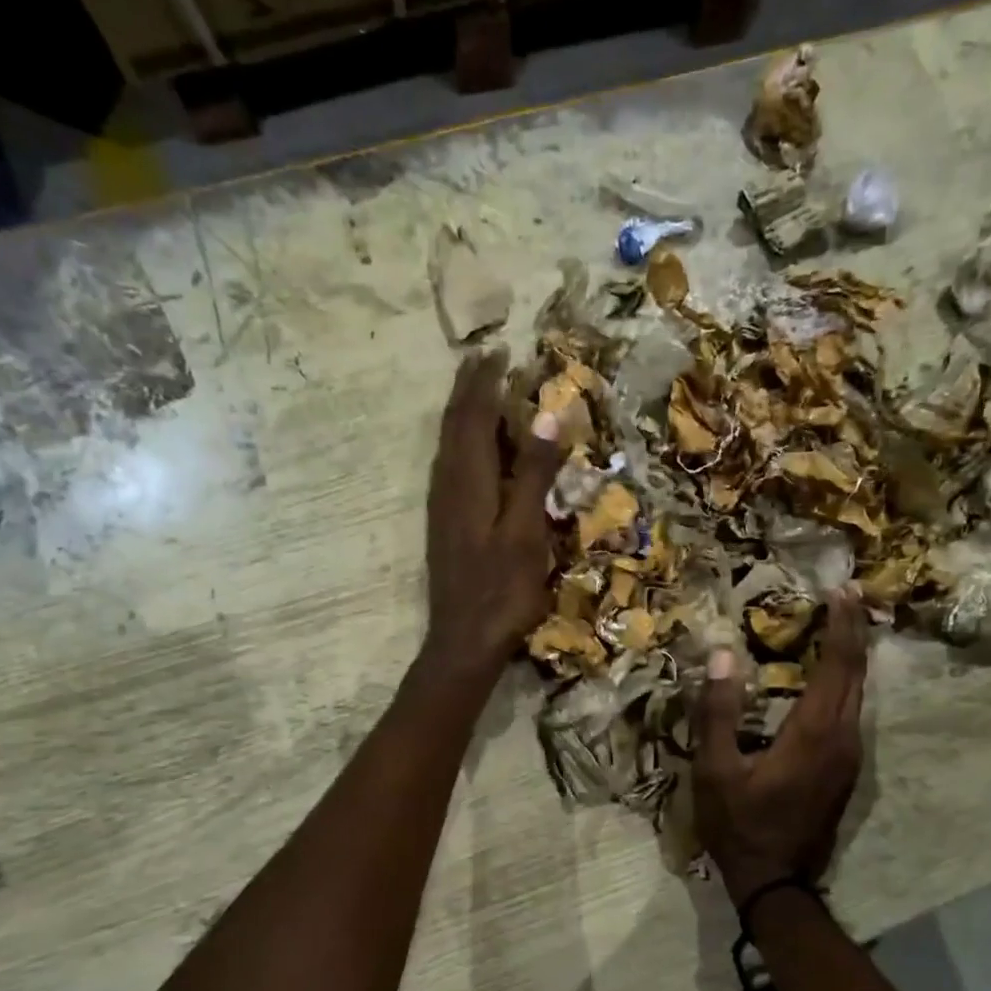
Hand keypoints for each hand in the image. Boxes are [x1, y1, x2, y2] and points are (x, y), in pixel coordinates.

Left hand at [423, 349, 565, 677]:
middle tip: (484, 358)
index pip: (473, 416)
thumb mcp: (526, 532)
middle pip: (454, 425)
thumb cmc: (501, 590)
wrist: (463, 641)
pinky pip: (449, 465)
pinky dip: (460, 441)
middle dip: (468, 389)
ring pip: (447, 444)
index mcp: (469, 481)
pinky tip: (470, 449)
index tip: (498, 350)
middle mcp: (449, 485)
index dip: (485, 382)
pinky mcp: (444, 524)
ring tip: (477, 390)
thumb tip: (548, 413)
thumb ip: (535, 473)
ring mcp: (442, 506)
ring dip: (461, 412)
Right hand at [694, 594, 870, 903]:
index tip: (842, 589)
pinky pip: (852, 711)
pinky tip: (827, 674)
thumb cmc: (740, 826)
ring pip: (859, 693)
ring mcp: (851, 757)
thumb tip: (722, 655)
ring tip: (837, 624)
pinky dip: (844, 682)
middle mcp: (844, 738)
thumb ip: (718, 712)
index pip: (838, 665)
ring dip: (850, 656)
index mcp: (814, 733)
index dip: (843, 624)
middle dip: (853, 631)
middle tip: (845, 595)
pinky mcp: (846, 769)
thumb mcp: (715, 771)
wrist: (776, 883)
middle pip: (857, 673)